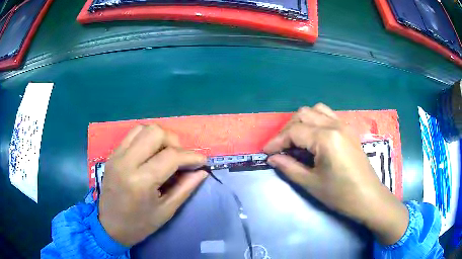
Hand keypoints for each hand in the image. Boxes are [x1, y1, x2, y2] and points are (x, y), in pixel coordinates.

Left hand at [98, 125, 207, 246]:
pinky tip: (151, 153)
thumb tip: (202, 171)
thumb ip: (186, 188)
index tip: (202, 161)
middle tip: (180, 159)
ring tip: (166, 154)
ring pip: (143, 128)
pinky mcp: (113, 154)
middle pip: (156, 132)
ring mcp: (117, 155)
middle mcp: (126, 162)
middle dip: (175, 142)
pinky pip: (132, 135)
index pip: (171, 156)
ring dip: (160, 137)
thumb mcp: (166, 210)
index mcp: (141, 181)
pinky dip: (146, 138)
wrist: (109, 226)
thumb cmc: (139, 224)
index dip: (192, 156)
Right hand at [264, 103, 407, 245]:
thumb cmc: (340, 194)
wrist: (368, 198)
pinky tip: (313, 137)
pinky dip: (315, 121)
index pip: (295, 131)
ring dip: (302, 121)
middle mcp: (335, 125)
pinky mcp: (349, 130)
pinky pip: (328, 115)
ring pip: (316, 110)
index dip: (277, 141)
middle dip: (287, 129)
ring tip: (296, 139)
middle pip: (304, 114)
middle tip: (280, 147)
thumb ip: (289, 167)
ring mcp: (344, 125)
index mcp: (326, 138)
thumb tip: (272, 158)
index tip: (266, 152)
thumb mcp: (311, 184)